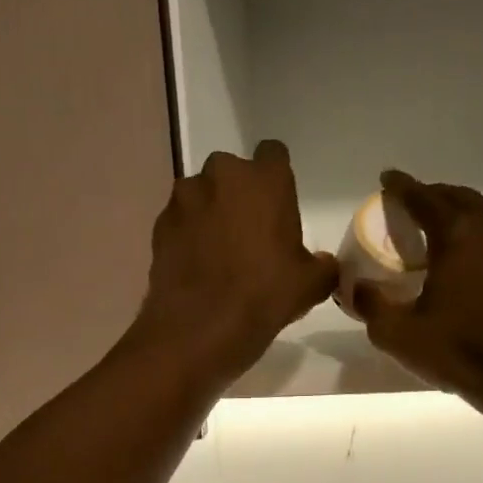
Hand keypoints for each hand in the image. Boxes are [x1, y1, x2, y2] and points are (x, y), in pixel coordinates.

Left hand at [131, 141, 338, 387]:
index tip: (277, 205)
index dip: (276, 177)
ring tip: (216, 251)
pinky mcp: (159, 225)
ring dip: (209, 212)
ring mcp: (184, 199)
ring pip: (200, 195)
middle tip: (248, 231)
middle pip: (232, 172)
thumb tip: (322, 263)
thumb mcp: (311, 284)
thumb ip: (322, 265)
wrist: (199, 328)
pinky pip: (179, 221)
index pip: (273, 153)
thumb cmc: (264, 296)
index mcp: (264, 179)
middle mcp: (221, 176)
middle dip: (238, 194)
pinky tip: (195, 266)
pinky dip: (186, 235)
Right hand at [354, 171, 482, 414]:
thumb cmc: (458, 350)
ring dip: (457, 213)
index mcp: (458, 235)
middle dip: (432, 195)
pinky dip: (476, 234)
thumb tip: (355, 287)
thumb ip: (371, 304)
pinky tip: (464, 256)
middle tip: (409, 204)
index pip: (424, 198)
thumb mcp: (397, 333)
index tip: (386, 179)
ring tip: (435, 227)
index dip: (402, 186)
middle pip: (458, 198)